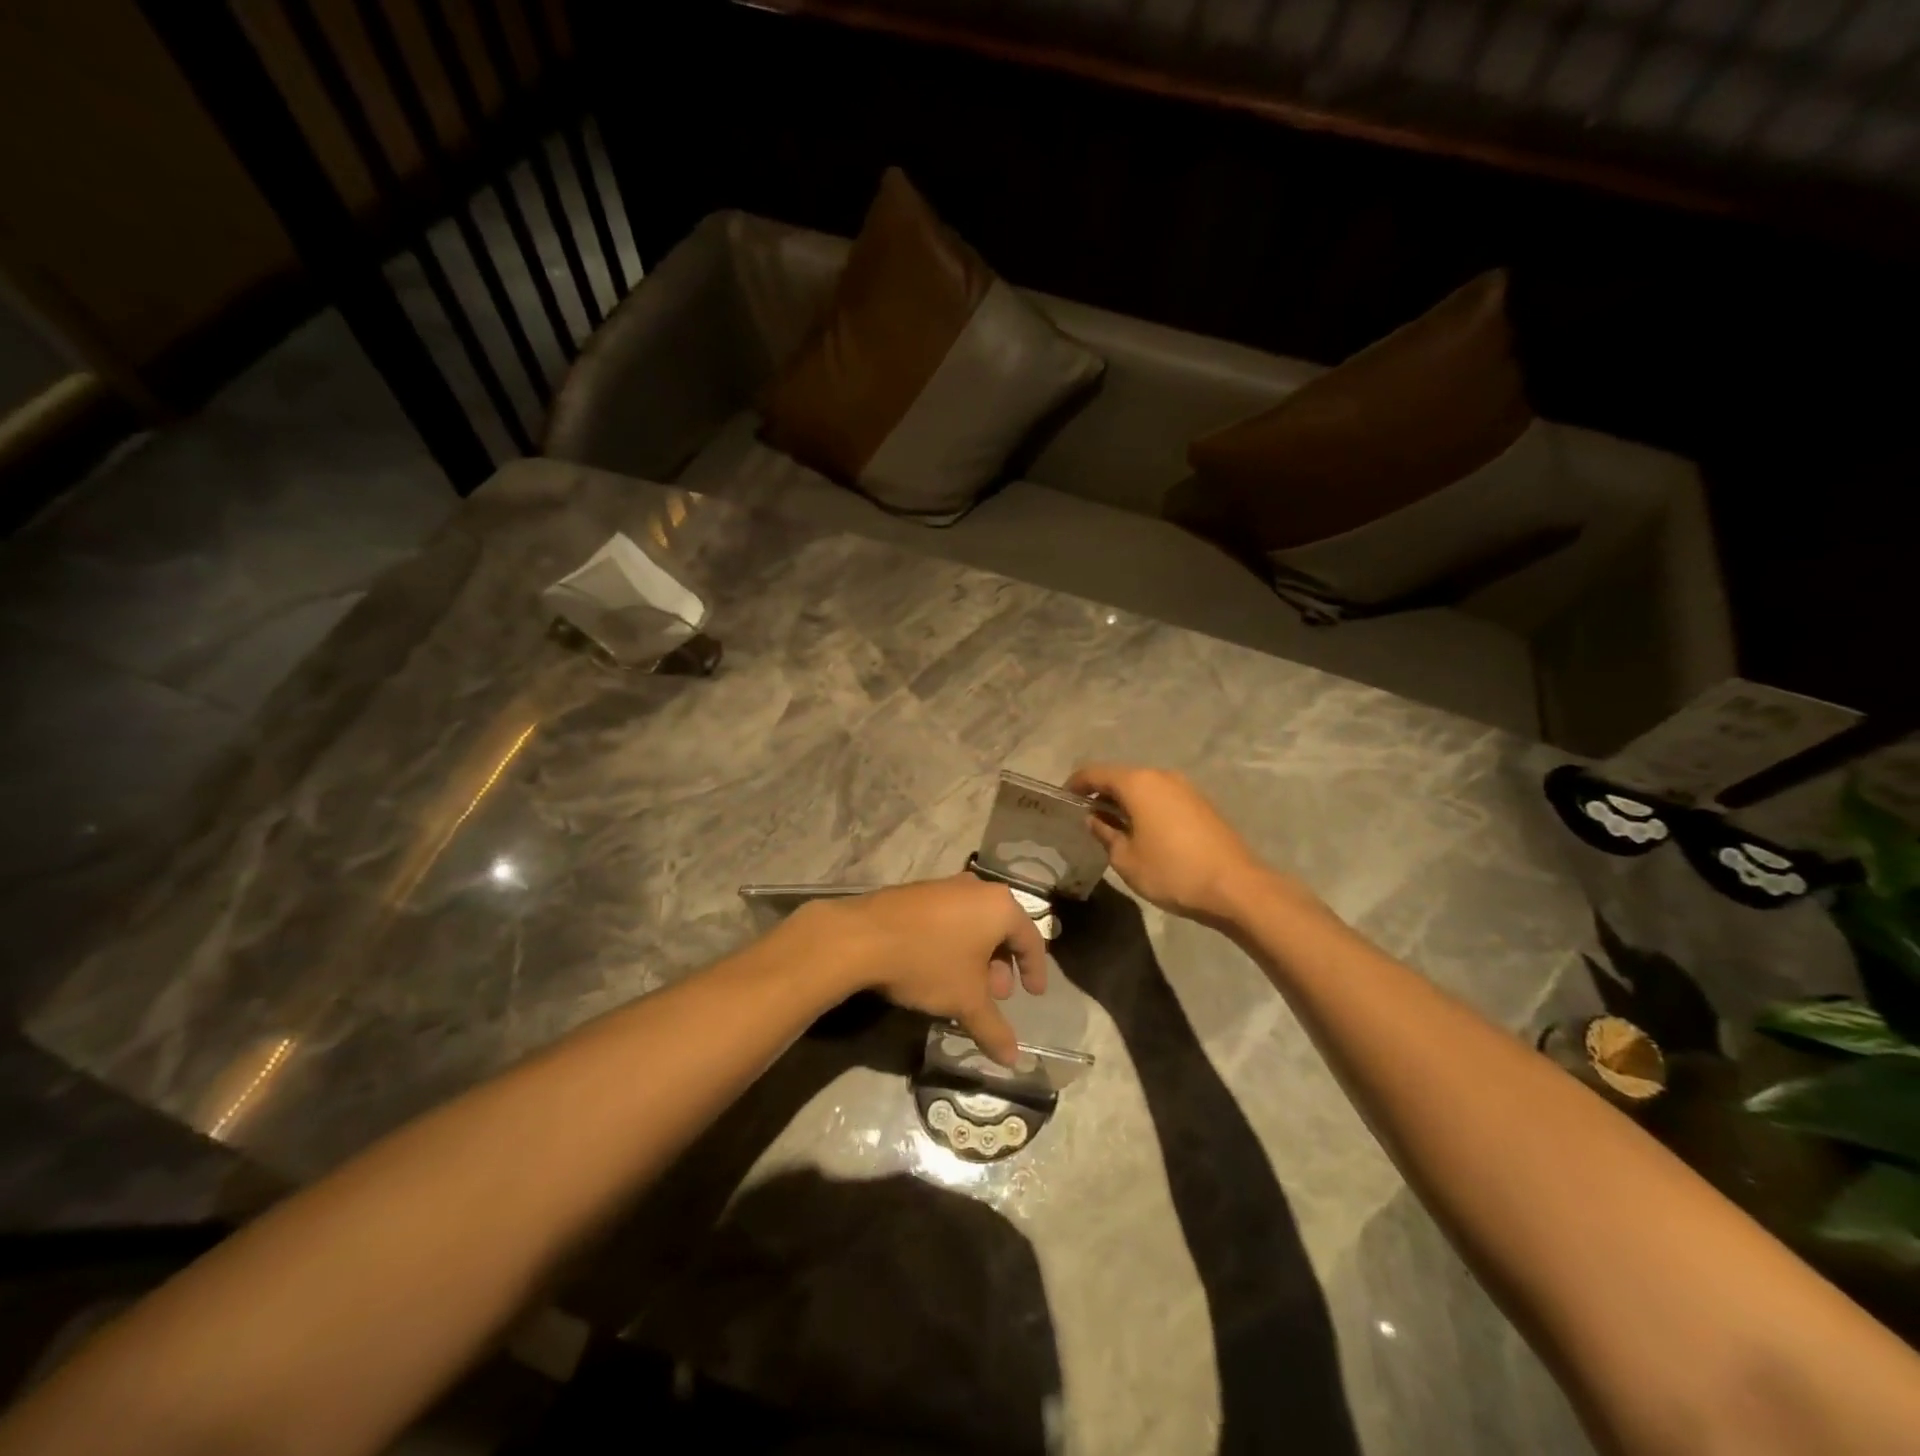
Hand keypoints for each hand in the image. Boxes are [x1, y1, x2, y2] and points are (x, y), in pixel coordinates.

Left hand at [801, 876, 1047, 1064]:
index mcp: (1000, 906)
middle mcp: (977, 888)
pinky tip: (937, 969)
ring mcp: (945, 885)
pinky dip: (954, 942)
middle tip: (996, 995)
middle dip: (1001, 965)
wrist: (863, 937)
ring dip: (976, 956)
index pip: (1031, 939)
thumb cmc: (928, 963)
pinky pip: (949, 918)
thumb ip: (994, 1028)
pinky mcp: (918, 892)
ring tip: (965, 987)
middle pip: (1001, 929)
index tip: (1034, 994)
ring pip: (973, 923)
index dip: (1035, 970)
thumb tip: (1012, 1059)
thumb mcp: (965, 1000)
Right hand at [1067, 763, 1272, 921]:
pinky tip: (1142, 832)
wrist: (1236, 887)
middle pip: (1121, 776)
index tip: (1062, 800)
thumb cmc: (1172, 871)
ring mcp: (1185, 788)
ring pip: (1143, 787)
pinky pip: (1162, 797)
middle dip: (1100, 794)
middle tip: (1084, 817)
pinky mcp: (1200, 803)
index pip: (1095, 773)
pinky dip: (1146, 807)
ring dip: (1125, 801)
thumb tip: (1094, 819)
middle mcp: (1161, 776)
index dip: (1075, 784)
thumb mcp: (1126, 859)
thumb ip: (1105, 833)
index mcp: (1138, 783)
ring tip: (1112, 827)